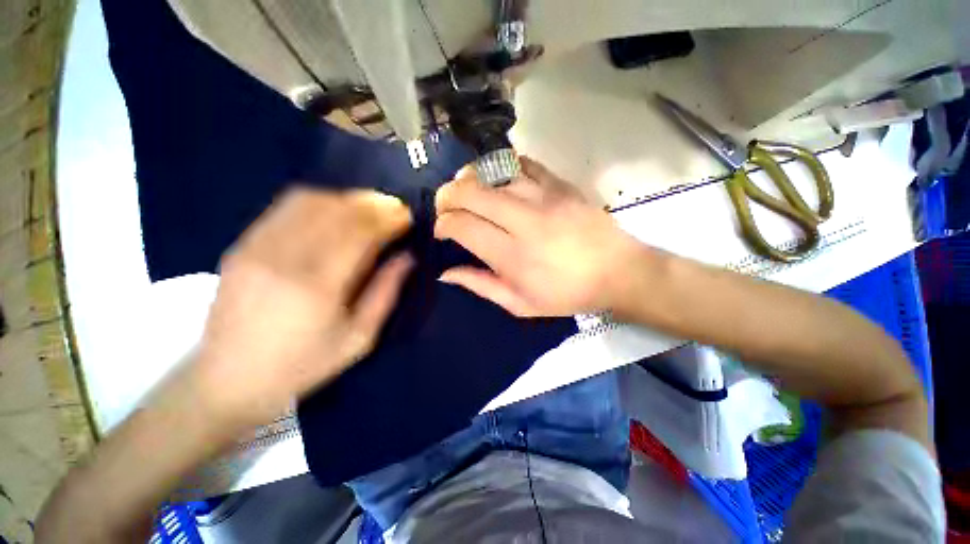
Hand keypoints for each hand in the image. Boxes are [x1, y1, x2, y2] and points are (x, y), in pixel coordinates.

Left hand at [195, 188, 413, 426]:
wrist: (227, 380)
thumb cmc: (303, 365)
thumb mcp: (359, 339)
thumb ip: (386, 293)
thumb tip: (407, 257)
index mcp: (319, 286)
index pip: (360, 231)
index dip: (388, 218)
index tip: (408, 217)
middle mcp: (285, 257)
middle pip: (337, 210)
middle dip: (373, 204)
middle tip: (394, 209)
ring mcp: (258, 247)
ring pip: (310, 201)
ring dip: (347, 199)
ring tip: (368, 208)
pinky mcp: (243, 244)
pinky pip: (285, 207)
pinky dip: (319, 201)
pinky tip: (335, 211)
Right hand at [434, 157, 644, 316]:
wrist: (618, 272)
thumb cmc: (567, 294)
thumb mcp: (520, 304)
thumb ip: (480, 285)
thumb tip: (445, 273)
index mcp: (511, 255)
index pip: (461, 226)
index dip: (443, 224)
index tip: (443, 232)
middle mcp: (523, 221)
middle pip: (470, 193)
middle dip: (447, 196)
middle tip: (446, 206)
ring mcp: (543, 197)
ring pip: (492, 175)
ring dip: (471, 181)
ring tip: (468, 193)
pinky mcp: (560, 185)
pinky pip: (523, 165)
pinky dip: (504, 169)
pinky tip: (501, 181)